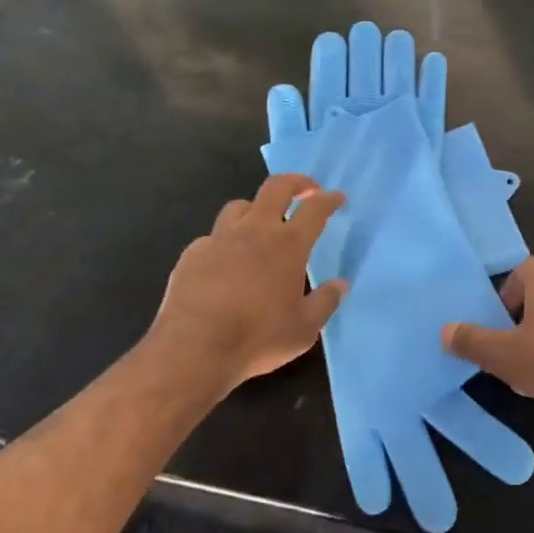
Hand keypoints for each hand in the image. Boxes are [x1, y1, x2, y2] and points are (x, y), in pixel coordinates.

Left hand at [150, 175, 346, 392]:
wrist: (193, 350)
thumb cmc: (257, 338)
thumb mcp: (304, 329)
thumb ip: (325, 302)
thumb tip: (340, 285)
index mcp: (288, 245)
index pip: (315, 209)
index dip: (329, 199)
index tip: (337, 197)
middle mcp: (255, 231)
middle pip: (276, 187)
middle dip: (296, 182)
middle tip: (306, 189)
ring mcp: (219, 239)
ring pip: (240, 206)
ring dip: (256, 209)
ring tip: (262, 224)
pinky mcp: (193, 254)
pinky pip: (212, 237)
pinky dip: (224, 242)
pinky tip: (225, 262)